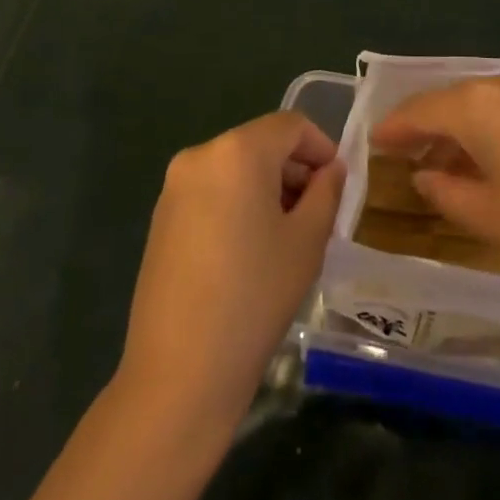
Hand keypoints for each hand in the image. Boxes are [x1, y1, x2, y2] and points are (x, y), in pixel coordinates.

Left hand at [117, 112, 343, 426]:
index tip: (338, 186)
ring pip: (236, 168)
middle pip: (261, 144)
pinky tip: (249, 251)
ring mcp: (174, 187)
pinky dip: (238, 203)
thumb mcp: (308, 241)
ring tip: (286, 236)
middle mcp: (200, 155)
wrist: (179, 373)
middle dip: (294, 169)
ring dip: (267, 187)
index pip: (291, 126)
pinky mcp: (161, 218)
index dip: (322, 147)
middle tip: (318, 215)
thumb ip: (326, 192)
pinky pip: (212, 191)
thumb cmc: (255, 296)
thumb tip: (331, 170)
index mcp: (237, 151)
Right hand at [371, 68, 499, 281]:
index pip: (418, 110)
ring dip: (457, 131)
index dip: (392, 129)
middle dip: (424, 129)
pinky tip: (490, 159)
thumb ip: (445, 194)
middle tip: (404, 157)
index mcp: (475, 105)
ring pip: (479, 104)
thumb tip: (426, 176)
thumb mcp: (490, 217)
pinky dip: (488, 129)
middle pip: (449, 102)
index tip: (372, 143)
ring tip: (444, 165)